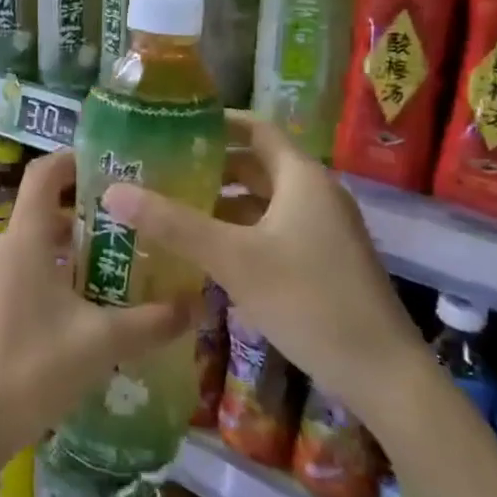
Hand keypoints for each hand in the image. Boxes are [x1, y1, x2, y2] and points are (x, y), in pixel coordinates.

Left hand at [0, 151, 195, 484]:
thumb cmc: (33, 370)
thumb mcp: (100, 344)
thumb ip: (152, 322)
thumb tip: (198, 306)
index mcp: (24, 240)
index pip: (43, 175)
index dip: (72, 161)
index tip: (104, 166)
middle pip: (40, 216)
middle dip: (80, 222)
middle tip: (123, 238)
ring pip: (26, 250)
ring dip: (61, 255)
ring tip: (101, 281)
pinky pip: (8, 276)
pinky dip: (38, 279)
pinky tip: (62, 318)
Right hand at [98, 112, 429, 426]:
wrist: (382, 374)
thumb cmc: (307, 300)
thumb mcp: (232, 259)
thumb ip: (173, 224)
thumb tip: (113, 191)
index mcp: (301, 177)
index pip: (255, 128)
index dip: (215, 122)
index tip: (170, 126)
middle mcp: (315, 193)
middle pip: (256, 164)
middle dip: (210, 166)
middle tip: (160, 170)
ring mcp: (323, 228)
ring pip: (263, 200)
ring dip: (222, 201)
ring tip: (172, 208)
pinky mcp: (323, 259)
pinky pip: (272, 228)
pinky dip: (239, 230)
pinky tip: (206, 250)